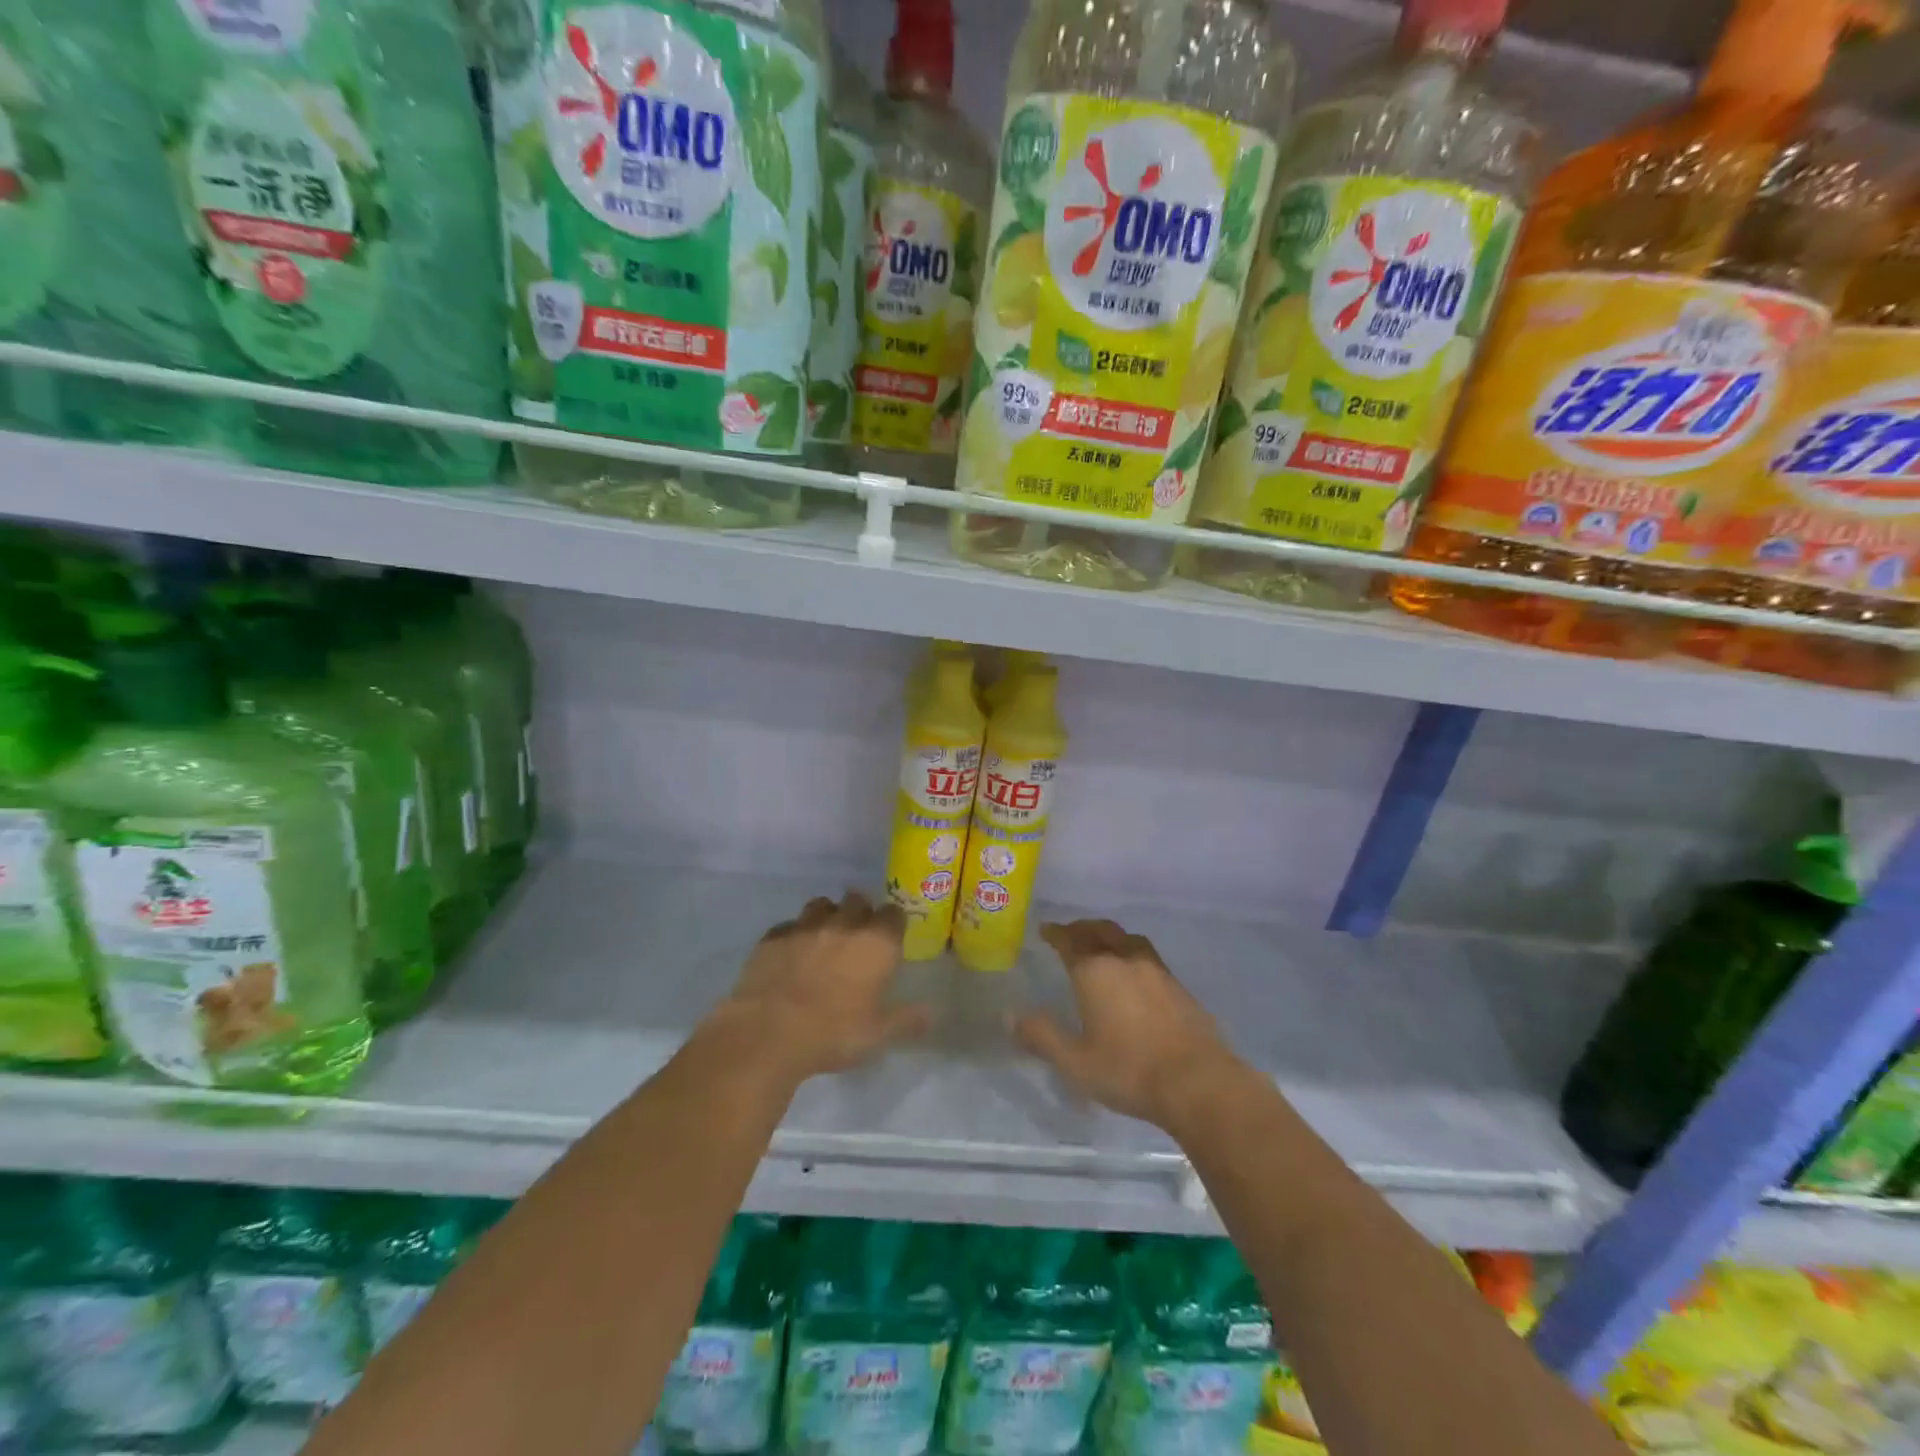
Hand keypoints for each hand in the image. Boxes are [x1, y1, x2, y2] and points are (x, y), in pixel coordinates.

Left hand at [713, 892, 930, 1083]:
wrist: (766, 1034)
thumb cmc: (832, 1034)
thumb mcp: (878, 1035)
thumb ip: (908, 1020)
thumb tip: (931, 1012)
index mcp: (876, 942)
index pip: (894, 914)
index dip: (893, 924)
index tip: (891, 940)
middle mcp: (843, 923)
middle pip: (858, 899)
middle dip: (861, 913)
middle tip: (858, 940)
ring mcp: (805, 926)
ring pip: (822, 905)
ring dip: (827, 917)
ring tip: (824, 941)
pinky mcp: (773, 936)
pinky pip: (789, 925)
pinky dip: (795, 935)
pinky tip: (791, 956)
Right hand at [1013, 919, 1239, 1127]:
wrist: (1197, 1082)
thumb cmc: (1128, 1070)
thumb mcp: (1075, 1061)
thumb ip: (1041, 1035)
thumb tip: (1010, 1015)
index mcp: (1095, 971)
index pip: (1070, 940)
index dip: (1056, 933)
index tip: (1045, 930)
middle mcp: (1125, 960)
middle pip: (1101, 930)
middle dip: (1082, 928)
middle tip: (1070, 933)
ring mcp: (1156, 970)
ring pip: (1128, 939)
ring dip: (1110, 936)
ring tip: (1103, 946)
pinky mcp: (1178, 986)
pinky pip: (1148, 956)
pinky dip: (1132, 954)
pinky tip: (1134, 974)